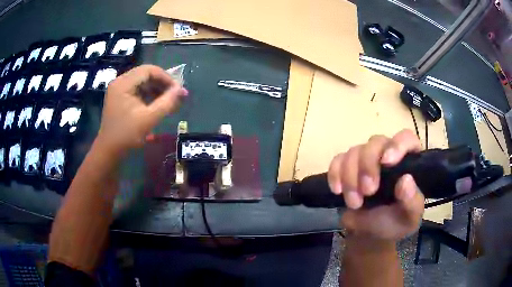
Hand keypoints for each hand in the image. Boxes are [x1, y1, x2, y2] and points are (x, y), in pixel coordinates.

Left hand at [96, 65, 187, 152]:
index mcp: (123, 83)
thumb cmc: (127, 135)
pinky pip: (136, 89)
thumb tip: (183, 90)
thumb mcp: (149, 118)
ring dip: (156, 89)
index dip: (165, 77)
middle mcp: (119, 81)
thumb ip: (167, 102)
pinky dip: (148, 94)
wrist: (109, 150)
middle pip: (145, 74)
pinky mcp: (119, 96)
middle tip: (174, 95)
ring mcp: (118, 89)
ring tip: (167, 100)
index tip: (177, 90)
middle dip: (161, 83)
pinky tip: (156, 103)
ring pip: (142, 81)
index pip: (148, 70)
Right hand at [327, 129, 424, 240]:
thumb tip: (406, 180)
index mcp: (408, 163)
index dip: (397, 144)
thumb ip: (411, 201)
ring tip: (354, 203)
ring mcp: (366, 160)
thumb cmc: (394, 224)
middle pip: (376, 142)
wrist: (369, 234)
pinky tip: (338, 191)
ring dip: (350, 176)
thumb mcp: (409, 217)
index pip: (406, 138)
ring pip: (355, 151)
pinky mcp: (347, 168)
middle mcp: (387, 155)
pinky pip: (338, 160)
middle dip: (368, 165)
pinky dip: (335, 173)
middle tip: (368, 191)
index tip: (387, 162)